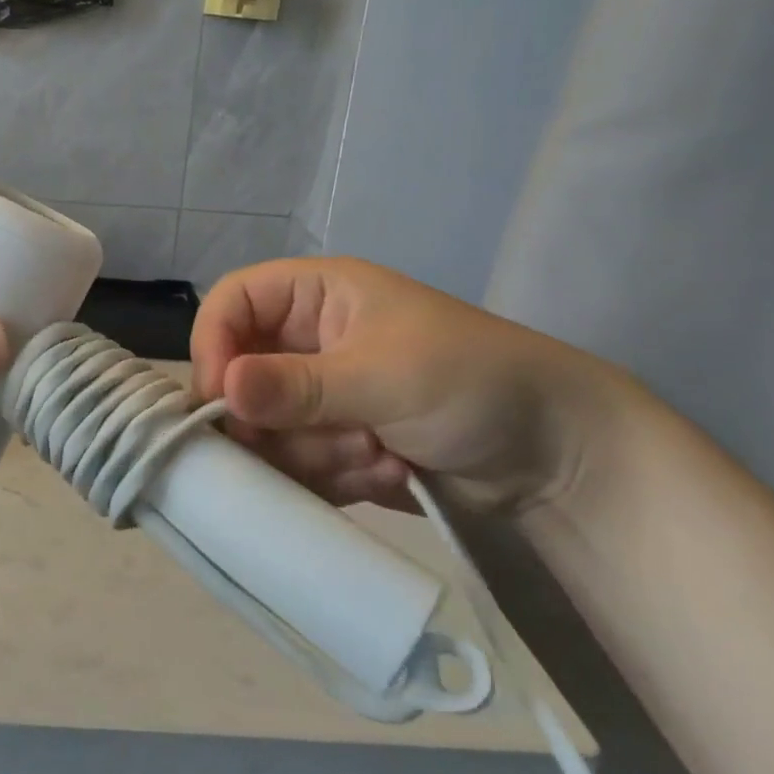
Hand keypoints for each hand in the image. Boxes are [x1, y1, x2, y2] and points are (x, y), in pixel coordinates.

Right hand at [190, 258, 630, 515]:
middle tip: (335, 438)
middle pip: (240, 375)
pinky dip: (333, 476)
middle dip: (280, 419)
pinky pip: (295, 463)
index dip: (213, 344)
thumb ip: (298, 386)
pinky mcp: (334, 441)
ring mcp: (321, 396)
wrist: (560, 459)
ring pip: (266, 429)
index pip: (232, 303)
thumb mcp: (383, 376)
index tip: (217, 400)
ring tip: (380, 453)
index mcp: (317, 297)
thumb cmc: (474, 383)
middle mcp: (308, 342)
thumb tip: (219, 390)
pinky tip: (389, 471)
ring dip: (317, 452)